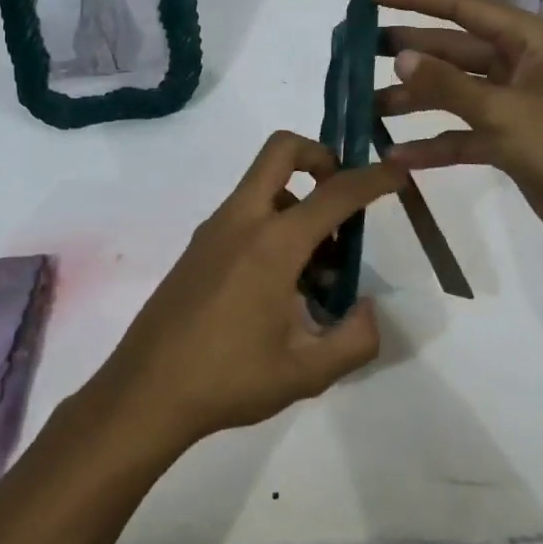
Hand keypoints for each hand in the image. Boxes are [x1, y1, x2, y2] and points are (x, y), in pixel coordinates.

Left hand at [84, 131, 408, 456]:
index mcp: (273, 243)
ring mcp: (213, 230)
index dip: (372, 179)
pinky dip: (273, 224)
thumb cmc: (228, 379)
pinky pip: (244, 213)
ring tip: (318, 269)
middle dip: (320, 156)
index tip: (397, 172)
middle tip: (342, 194)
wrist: (145, 392)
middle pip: (281, 151)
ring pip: (263, 185)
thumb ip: (354, 340)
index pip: (335, 193)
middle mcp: (241, 220)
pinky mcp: (198, 247)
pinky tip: (281, 286)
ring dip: (298, 202)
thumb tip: (367, 310)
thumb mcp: (307, 373)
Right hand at [370, 0, 542, 272]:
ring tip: (366, 106)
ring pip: (452, 91)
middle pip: (452, 48)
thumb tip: (401, 57)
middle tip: (358, 52)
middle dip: (408, 50)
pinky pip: (461, 132)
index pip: (460, 5)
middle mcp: (518, 63)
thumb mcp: (504, 113)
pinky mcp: (507, 139)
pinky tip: (395, 156)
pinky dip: (432, 143)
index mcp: (527, 40)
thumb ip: (448, 85)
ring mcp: (512, 102)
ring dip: (414, 100)